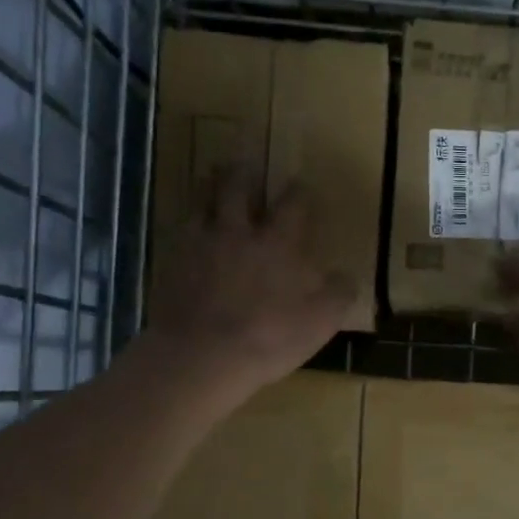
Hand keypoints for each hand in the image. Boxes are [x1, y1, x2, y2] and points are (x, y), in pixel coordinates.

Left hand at [145, 170, 356, 399]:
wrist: (202, 355)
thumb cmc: (270, 337)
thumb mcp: (321, 321)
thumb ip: (338, 293)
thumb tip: (347, 276)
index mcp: (279, 243)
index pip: (293, 204)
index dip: (299, 192)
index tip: (301, 186)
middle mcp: (238, 232)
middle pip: (238, 187)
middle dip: (245, 172)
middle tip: (246, 163)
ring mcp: (200, 244)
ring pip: (203, 200)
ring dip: (211, 186)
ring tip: (214, 181)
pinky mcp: (172, 263)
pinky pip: (179, 230)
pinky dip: (188, 223)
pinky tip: (190, 228)